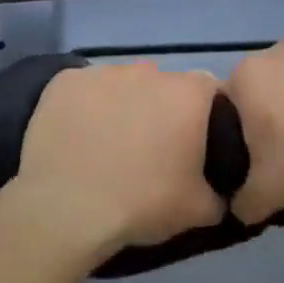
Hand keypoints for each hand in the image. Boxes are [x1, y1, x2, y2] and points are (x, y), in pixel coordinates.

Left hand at [17, 63, 225, 257]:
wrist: (67, 209)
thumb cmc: (142, 204)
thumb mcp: (200, 211)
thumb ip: (220, 193)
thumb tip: (220, 192)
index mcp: (188, 94)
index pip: (209, 91)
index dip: (204, 116)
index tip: (193, 144)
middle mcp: (148, 71)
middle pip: (162, 84)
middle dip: (160, 109)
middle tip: (150, 149)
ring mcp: (101, 72)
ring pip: (121, 84)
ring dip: (121, 105)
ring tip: (108, 144)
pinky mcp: (63, 82)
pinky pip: (82, 90)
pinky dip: (83, 107)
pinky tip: (76, 136)